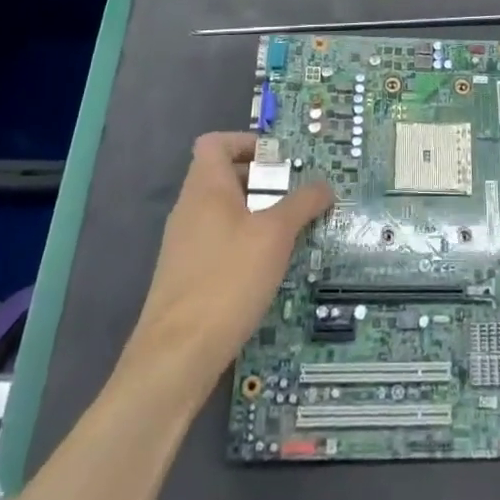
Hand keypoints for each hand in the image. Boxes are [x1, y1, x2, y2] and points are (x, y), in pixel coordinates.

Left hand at [125, 132, 332, 389]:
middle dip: (262, 181)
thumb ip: (302, 203)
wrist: (175, 357)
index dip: (247, 142)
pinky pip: (219, 243)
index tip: (280, 159)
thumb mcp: (275, 235)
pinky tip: (269, 268)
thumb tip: (324, 184)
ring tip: (292, 232)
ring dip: (257, 214)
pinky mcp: (186, 277)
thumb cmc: (227, 280)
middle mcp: (189, 209)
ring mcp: (184, 245)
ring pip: (223, 212)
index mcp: (205, 187)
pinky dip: (245, 244)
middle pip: (223, 176)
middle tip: (297, 194)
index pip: (216, 142)